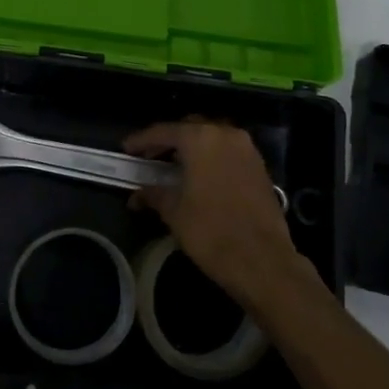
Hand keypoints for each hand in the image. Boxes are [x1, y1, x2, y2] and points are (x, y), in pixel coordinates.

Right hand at [124, 118, 309, 309]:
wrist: (262, 260)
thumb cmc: (211, 232)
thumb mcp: (174, 212)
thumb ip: (154, 194)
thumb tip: (137, 195)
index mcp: (200, 139)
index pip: (163, 131)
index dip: (142, 140)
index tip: (126, 149)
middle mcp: (225, 134)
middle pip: (190, 128)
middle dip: (169, 140)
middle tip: (150, 157)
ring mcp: (246, 149)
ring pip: (212, 138)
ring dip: (192, 148)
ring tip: (174, 167)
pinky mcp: (259, 166)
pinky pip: (228, 152)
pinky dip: (211, 157)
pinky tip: (200, 177)